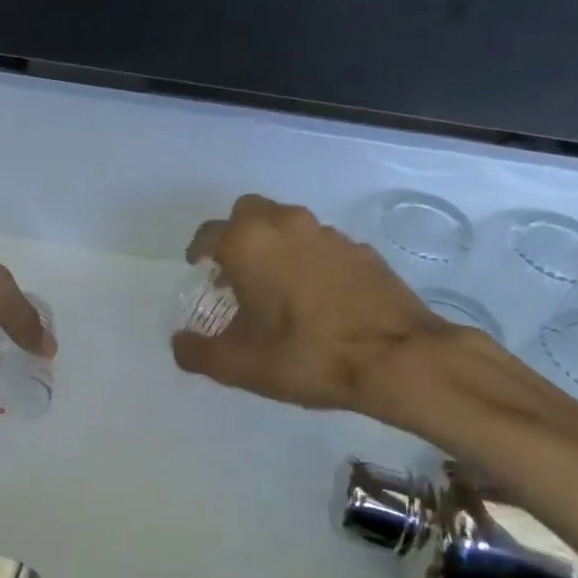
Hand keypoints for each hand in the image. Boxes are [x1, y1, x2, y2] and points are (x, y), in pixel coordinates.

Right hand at [171, 194, 476, 411]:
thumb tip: (180, 343)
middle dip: (236, 235)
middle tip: (235, 271)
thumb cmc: (306, 355)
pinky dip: (310, 260)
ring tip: (276, 286)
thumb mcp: (240, 366)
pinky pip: (321, 245)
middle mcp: (285, 225)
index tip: (198, 271)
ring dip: (275, 245)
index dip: (197, 252)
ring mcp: (328, 234)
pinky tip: (318, 297)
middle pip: (249, 212)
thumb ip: (198, 353)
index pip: (208, 234)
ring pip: (288, 224)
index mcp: (248, 243)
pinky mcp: (361, 250)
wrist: (397, 358)